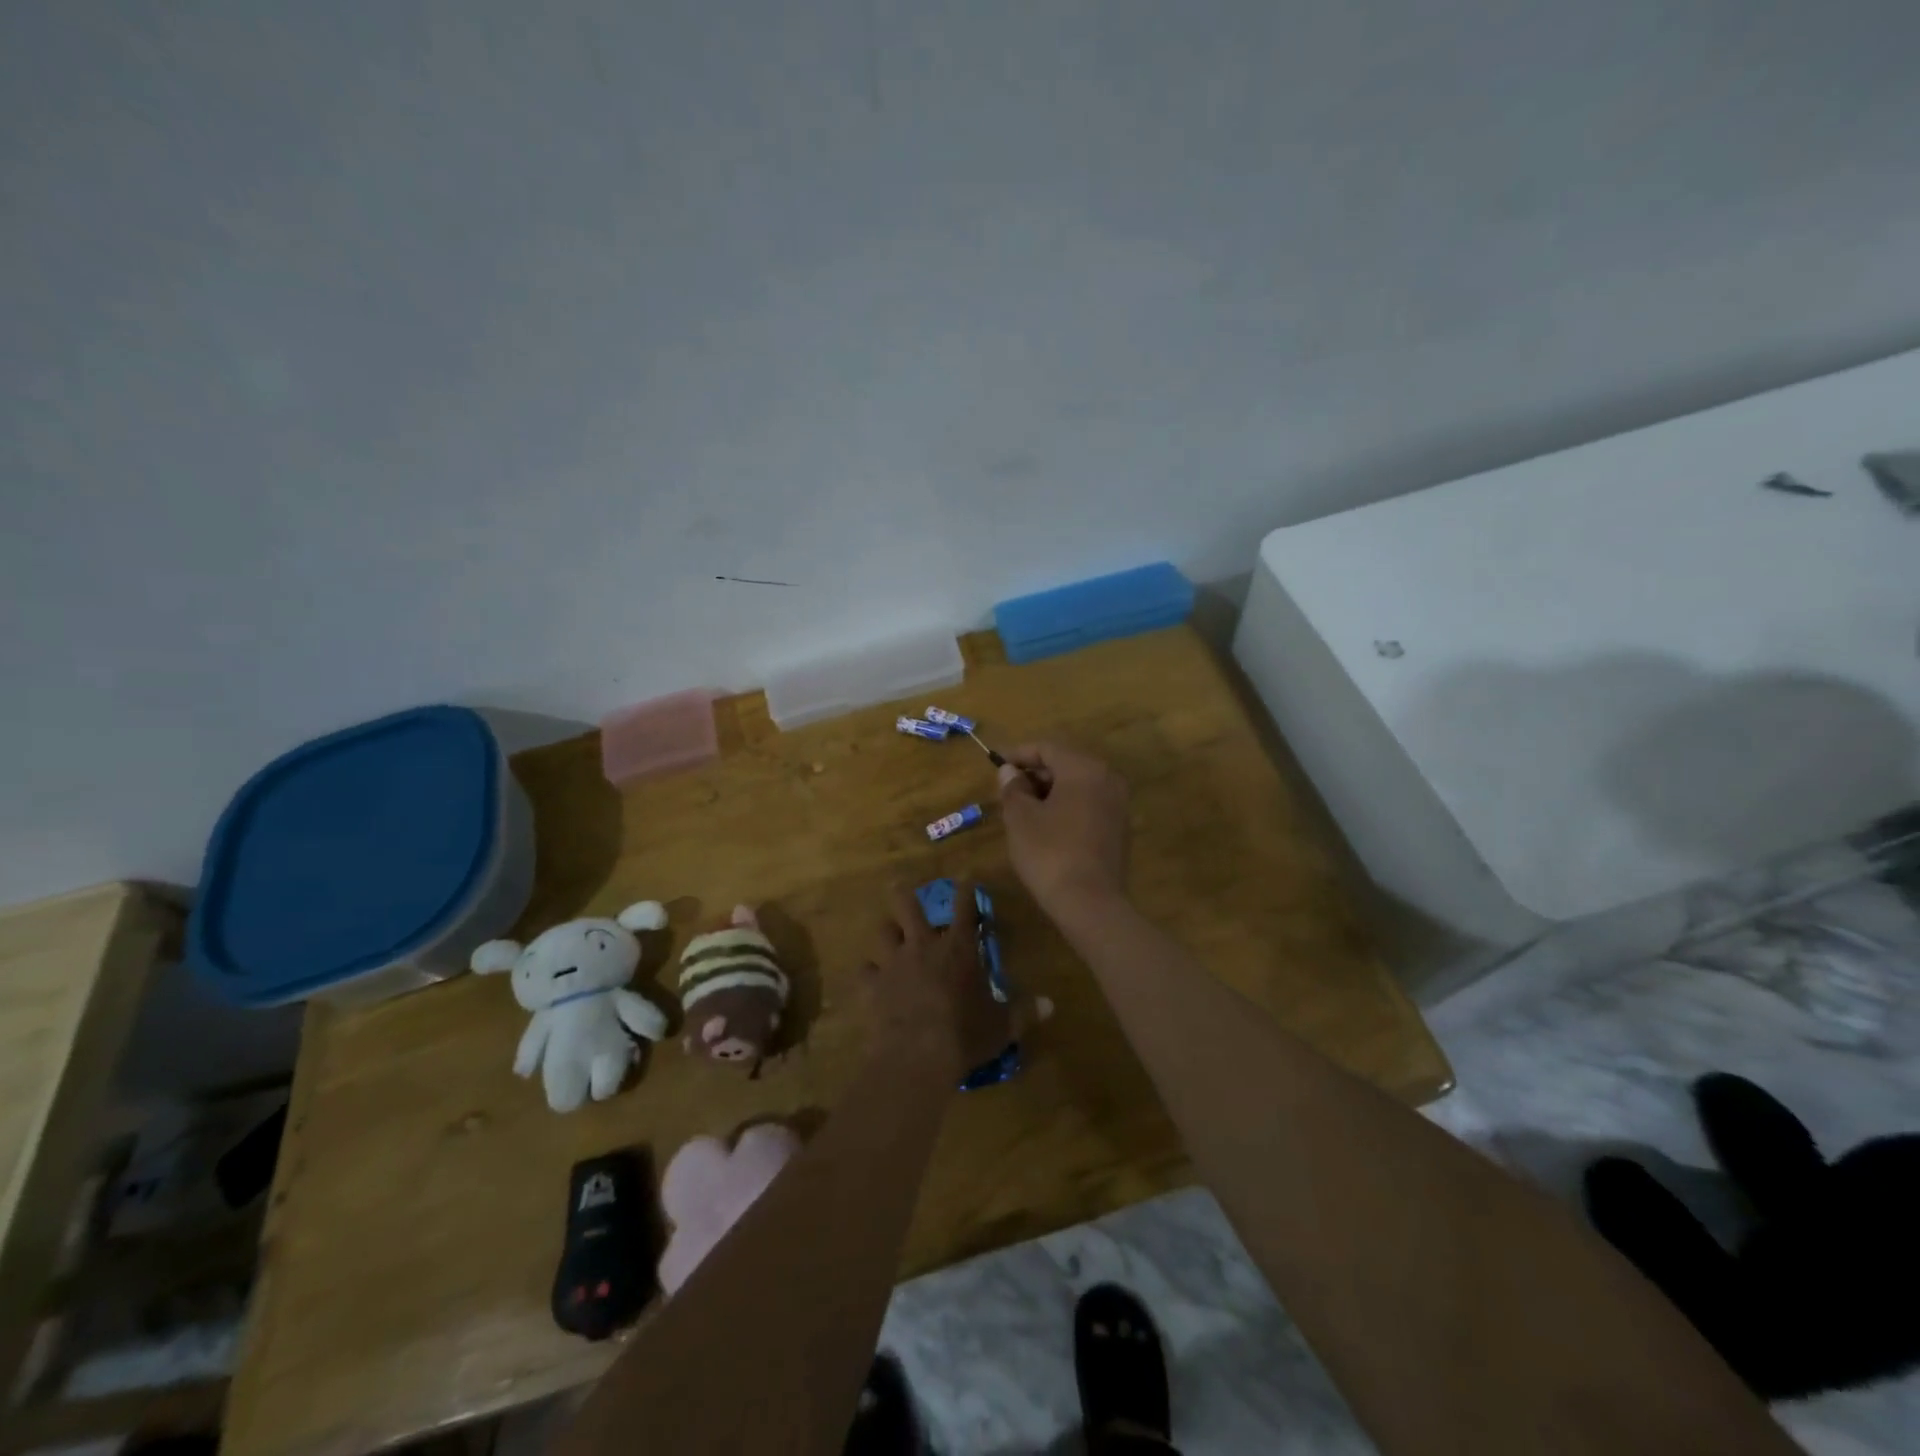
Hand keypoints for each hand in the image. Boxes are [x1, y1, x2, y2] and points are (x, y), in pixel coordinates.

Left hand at [861, 883, 1013, 1077]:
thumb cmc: (965, 1035)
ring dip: (887, 931)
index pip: (965, 909)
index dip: (966, 889)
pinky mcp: (873, 986)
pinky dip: (869, 973)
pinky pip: (865, 971)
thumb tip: (1051, 1005)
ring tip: (888, 933)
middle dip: (904, 894)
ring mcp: (894, 963)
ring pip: (883, 932)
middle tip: (899, 886)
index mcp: (958, 949)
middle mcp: (923, 946)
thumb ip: (1024, 1012)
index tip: (965, 875)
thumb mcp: (1002, 1026)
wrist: (917, 1056)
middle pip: (908, 907)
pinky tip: (871, 978)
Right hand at [996, 743, 1129, 918]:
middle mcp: (1107, 779)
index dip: (1018, 754)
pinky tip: (1047, 826)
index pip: (1047, 748)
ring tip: (1022, 809)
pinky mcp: (1120, 829)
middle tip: (1007, 790)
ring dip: (1050, 792)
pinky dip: (1066, 807)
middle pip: (1065, 764)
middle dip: (1035, 774)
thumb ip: (1013, 788)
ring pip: (1078, 786)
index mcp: (1084, 769)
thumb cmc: (1049, 852)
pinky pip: (1088, 805)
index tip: (996, 764)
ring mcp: (1118, 805)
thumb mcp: (1020, 818)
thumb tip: (1009, 772)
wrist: (1090, 903)